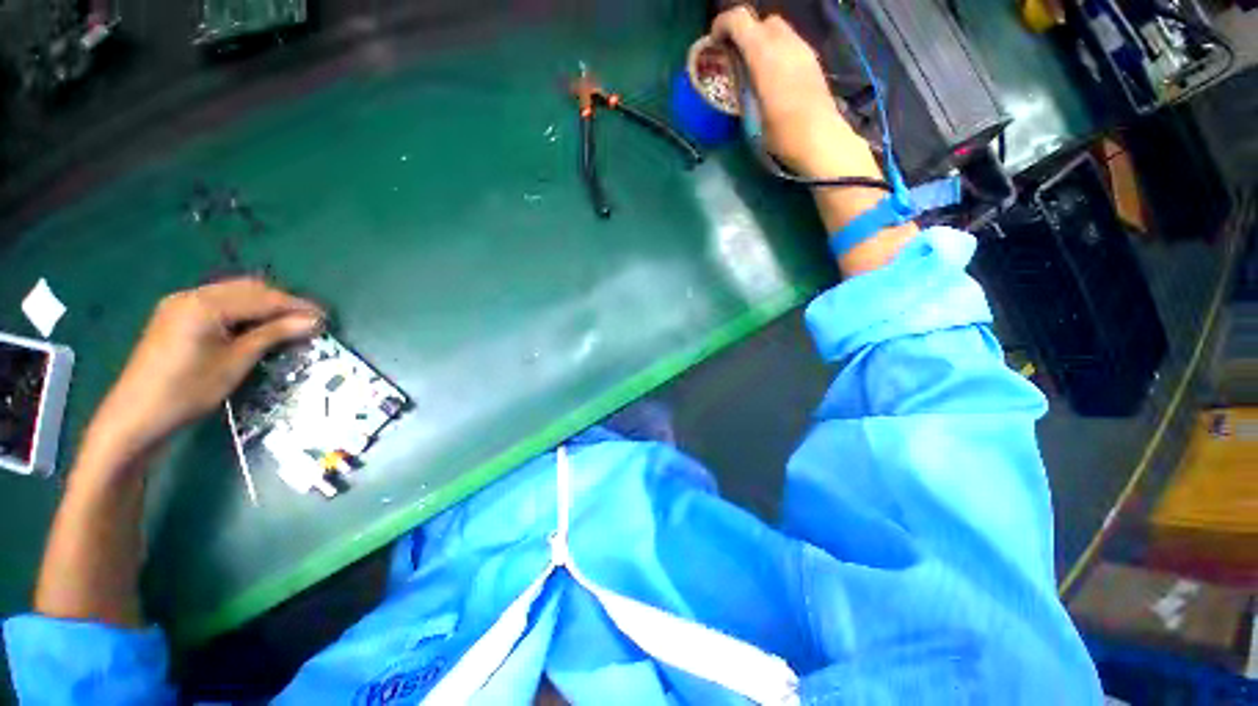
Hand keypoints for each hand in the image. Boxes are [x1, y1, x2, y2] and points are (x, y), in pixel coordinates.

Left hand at [82, 279, 323, 469]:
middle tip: (309, 320)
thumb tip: (313, 321)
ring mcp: (181, 304)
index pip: (262, 298)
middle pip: (248, 289)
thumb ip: (273, 335)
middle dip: (281, 302)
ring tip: (289, 323)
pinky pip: (219, 303)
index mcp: (205, 304)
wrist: (136, 416)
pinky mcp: (176, 316)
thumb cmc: (188, 390)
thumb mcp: (235, 363)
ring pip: (234, 294)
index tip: (326, 317)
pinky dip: (243, 311)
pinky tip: (256, 325)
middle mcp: (192, 295)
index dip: (296, 306)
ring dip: (264, 305)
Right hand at [711, 7, 880, 181]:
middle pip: (762, 21)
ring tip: (754, 67)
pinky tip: (773, 75)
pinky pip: (791, 42)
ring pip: (779, 29)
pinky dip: (777, 50)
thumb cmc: (782, 135)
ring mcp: (803, 50)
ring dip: (762, 41)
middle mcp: (785, 44)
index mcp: (765, 57)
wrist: (821, 141)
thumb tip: (737, 72)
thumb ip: (744, 85)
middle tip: (735, 57)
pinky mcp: (813, 61)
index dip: (724, 25)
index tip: (715, 43)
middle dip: (745, 32)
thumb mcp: (752, 114)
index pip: (741, 20)